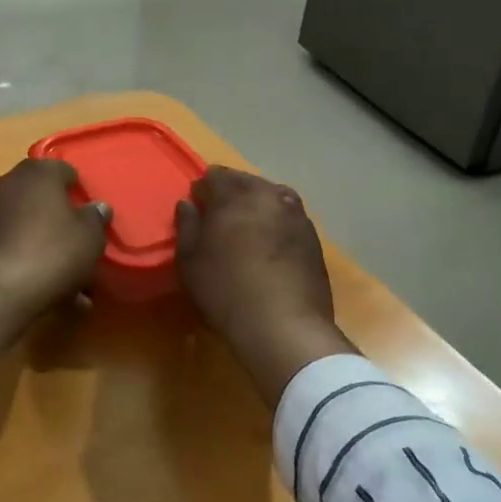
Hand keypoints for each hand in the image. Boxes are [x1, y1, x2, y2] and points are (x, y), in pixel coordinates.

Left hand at [0, 159, 110, 364]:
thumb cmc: (50, 254)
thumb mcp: (89, 238)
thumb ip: (95, 218)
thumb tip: (97, 207)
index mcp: (35, 174)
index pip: (62, 170)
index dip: (77, 189)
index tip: (87, 211)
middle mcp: (4, 184)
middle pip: (37, 198)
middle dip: (55, 219)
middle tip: (74, 244)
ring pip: (20, 225)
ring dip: (37, 243)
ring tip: (59, 276)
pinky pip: (3, 246)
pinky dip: (19, 259)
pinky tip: (36, 287)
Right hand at [176, 167, 354, 405]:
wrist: (285, 325)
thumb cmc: (226, 290)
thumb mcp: (190, 261)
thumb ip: (187, 226)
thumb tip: (188, 204)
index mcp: (236, 194)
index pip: (215, 176)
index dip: (203, 189)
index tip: (197, 205)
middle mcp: (269, 195)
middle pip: (246, 182)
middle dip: (231, 193)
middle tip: (220, 216)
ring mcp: (296, 214)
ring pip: (271, 196)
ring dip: (257, 205)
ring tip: (247, 227)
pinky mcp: (313, 237)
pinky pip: (288, 218)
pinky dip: (276, 223)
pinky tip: (270, 244)